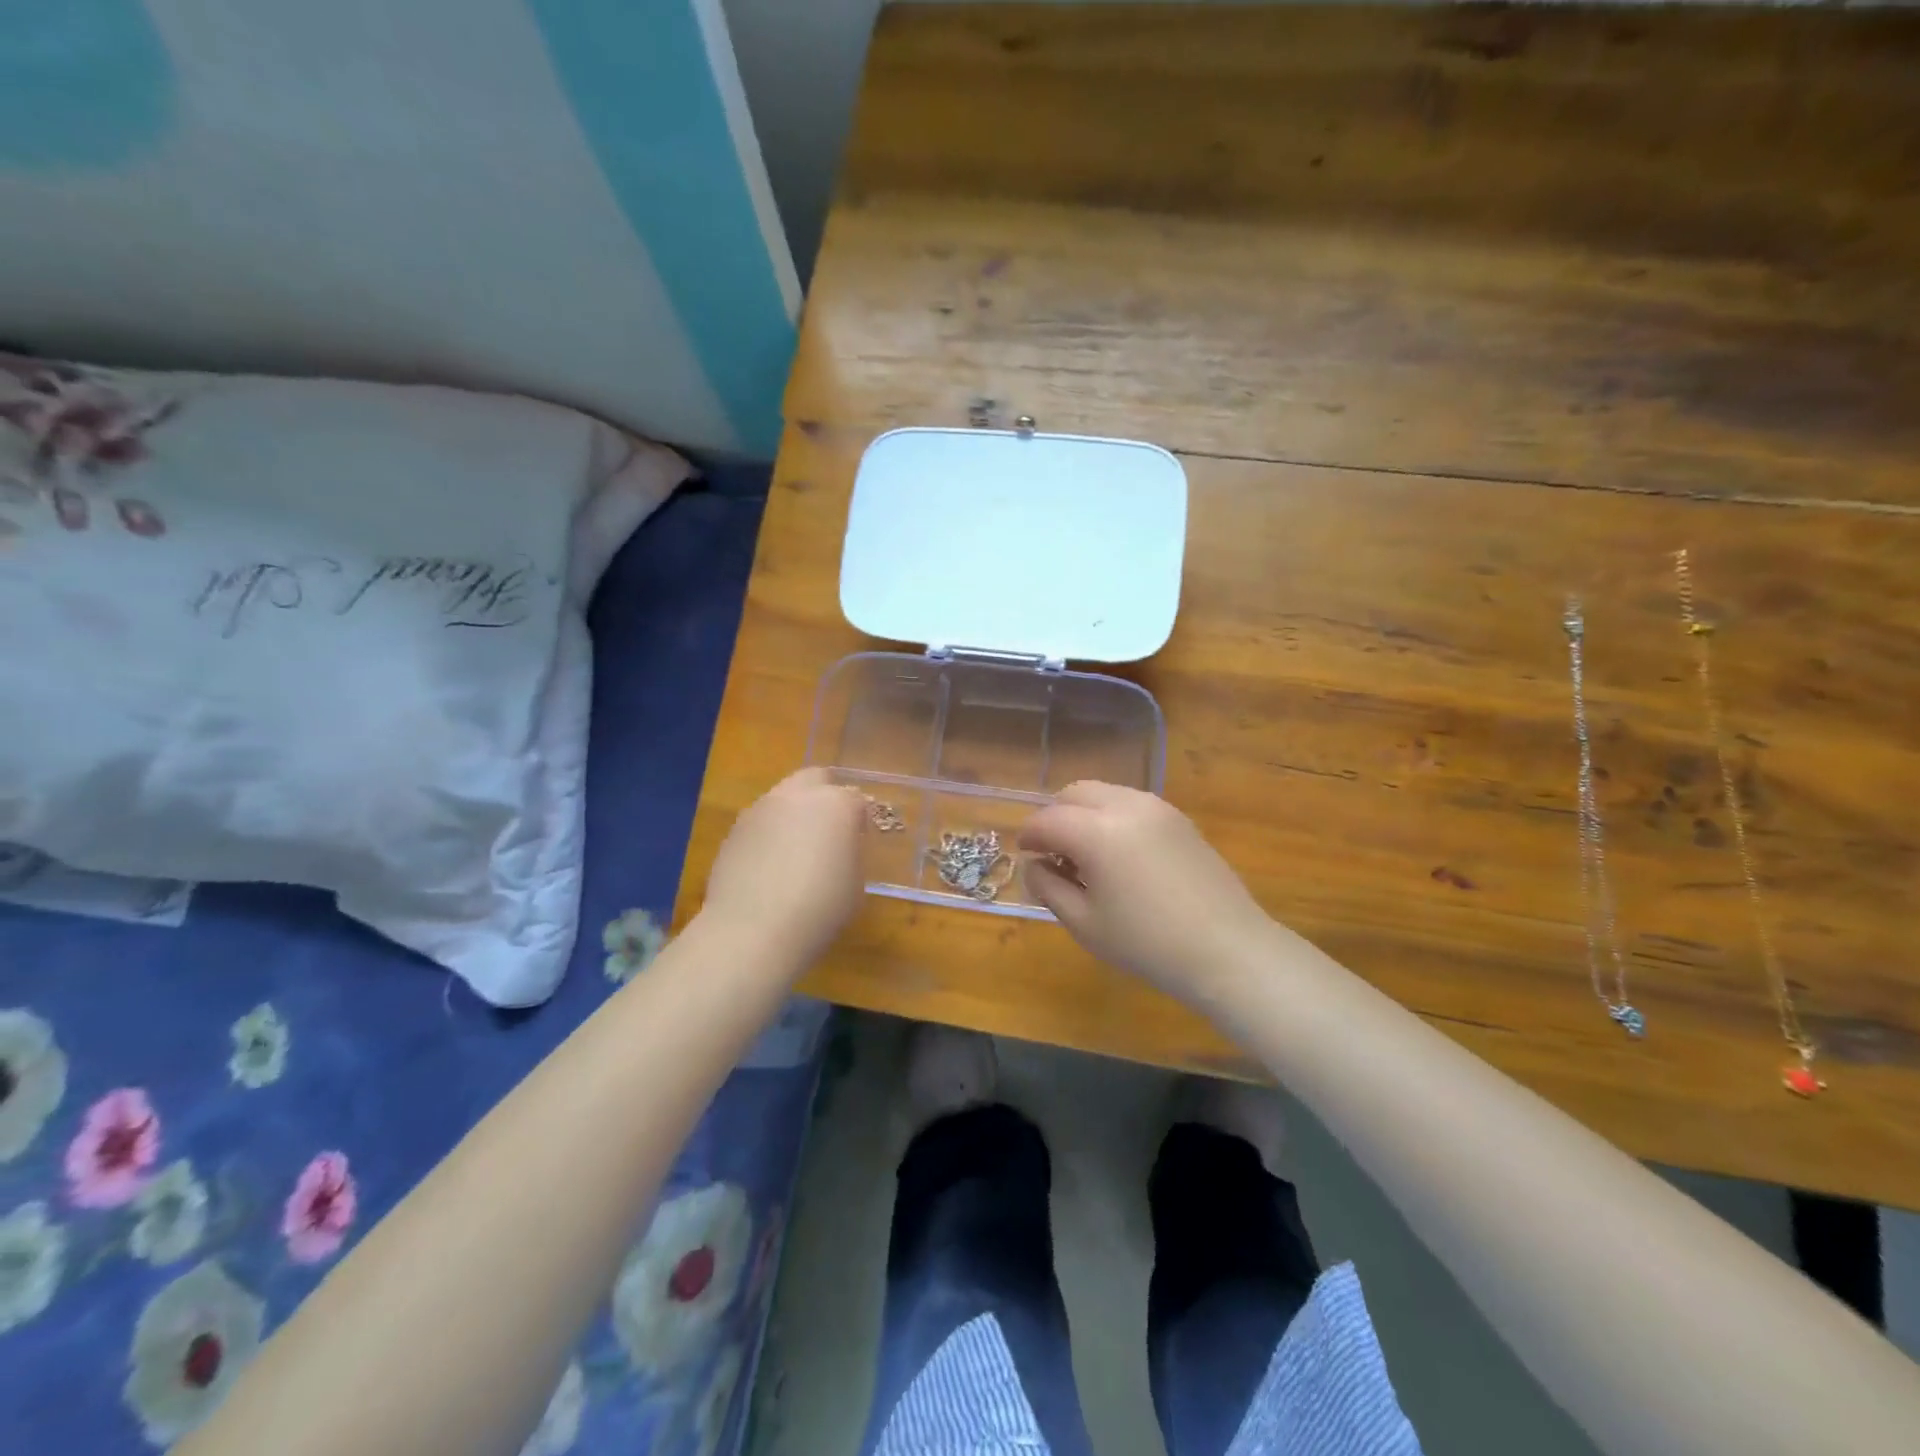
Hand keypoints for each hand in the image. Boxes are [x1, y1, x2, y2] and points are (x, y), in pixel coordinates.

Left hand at [701, 768, 867, 970]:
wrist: (752, 931)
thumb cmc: (819, 909)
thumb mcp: (855, 884)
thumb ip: (851, 854)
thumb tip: (840, 848)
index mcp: (836, 804)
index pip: (856, 799)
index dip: (860, 819)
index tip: (859, 841)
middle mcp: (797, 796)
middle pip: (815, 779)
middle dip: (825, 796)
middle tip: (829, 830)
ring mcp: (760, 810)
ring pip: (783, 798)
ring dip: (793, 814)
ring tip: (795, 851)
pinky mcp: (734, 831)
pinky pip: (760, 823)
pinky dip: (769, 834)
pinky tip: (769, 866)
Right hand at [1019, 781, 1273, 1004]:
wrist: (1228, 950)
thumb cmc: (1147, 943)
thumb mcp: (1084, 923)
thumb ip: (1048, 887)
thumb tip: (1034, 865)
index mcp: (1097, 831)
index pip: (1047, 820)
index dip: (1029, 836)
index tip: (1024, 855)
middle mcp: (1126, 806)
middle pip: (1074, 793)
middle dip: (1055, 816)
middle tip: (1052, 852)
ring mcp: (1158, 808)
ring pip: (1105, 793)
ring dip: (1084, 814)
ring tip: (1087, 855)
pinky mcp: (1179, 819)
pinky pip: (1132, 804)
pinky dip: (1112, 818)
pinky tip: (1119, 856)